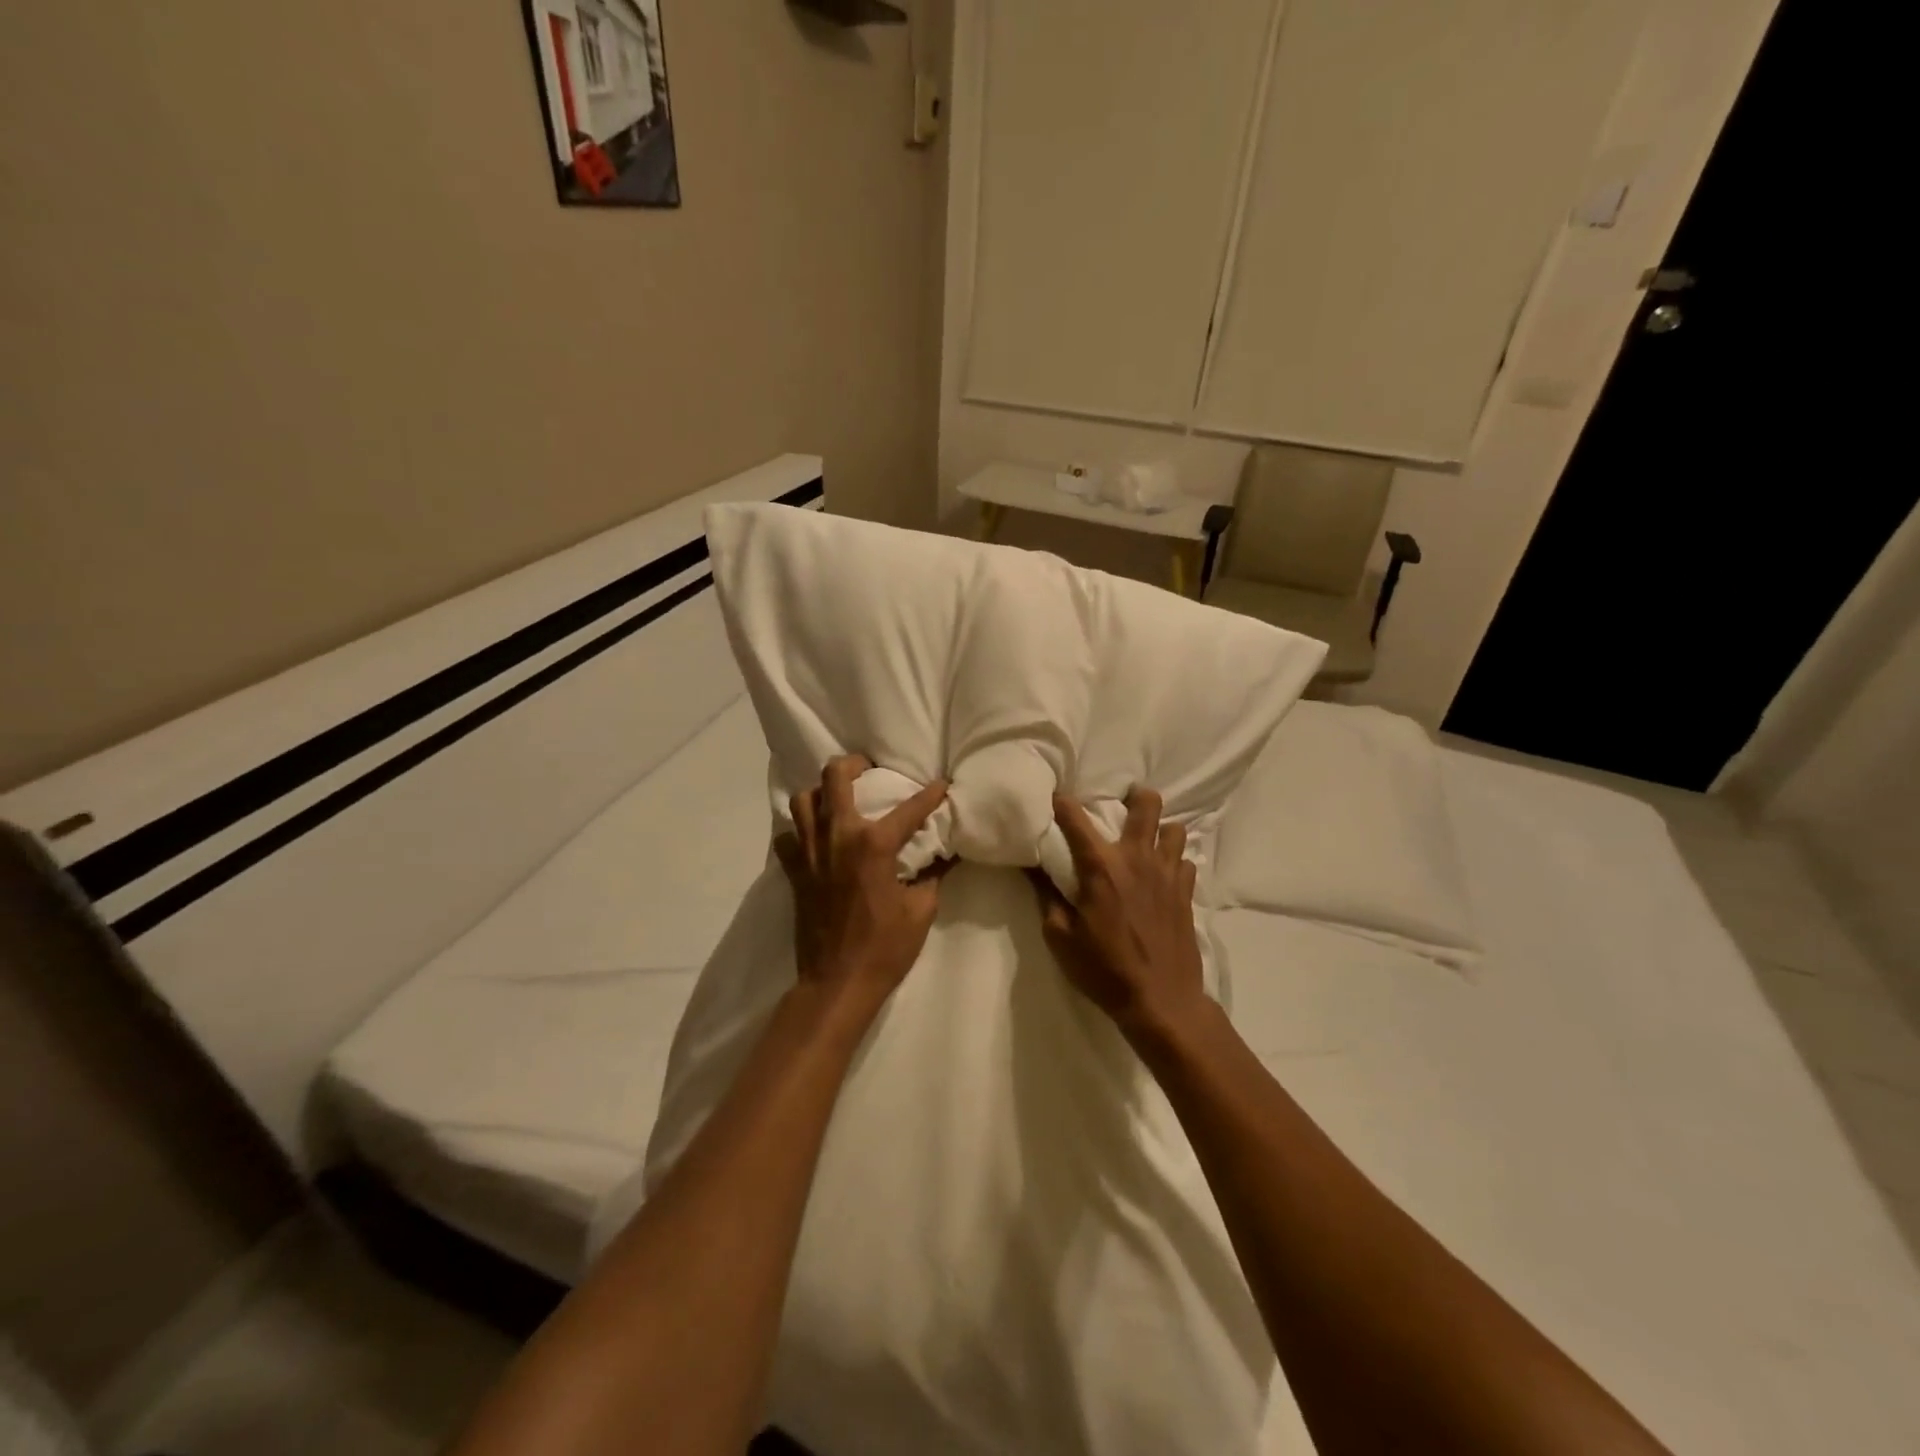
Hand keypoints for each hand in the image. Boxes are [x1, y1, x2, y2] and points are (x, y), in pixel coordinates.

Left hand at [774, 755, 950, 1019]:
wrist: (838, 982)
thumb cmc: (886, 947)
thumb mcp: (922, 910)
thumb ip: (934, 876)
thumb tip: (948, 856)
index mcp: (874, 844)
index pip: (909, 809)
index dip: (930, 794)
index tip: (941, 785)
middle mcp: (838, 837)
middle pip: (834, 778)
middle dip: (852, 764)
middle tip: (867, 768)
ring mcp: (810, 853)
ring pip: (802, 801)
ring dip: (820, 792)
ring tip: (836, 798)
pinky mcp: (794, 872)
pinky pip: (787, 837)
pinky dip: (799, 831)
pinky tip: (814, 837)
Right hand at [1031, 787, 1206, 1046]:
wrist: (1161, 1001)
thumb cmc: (1103, 969)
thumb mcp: (1060, 937)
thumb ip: (1047, 897)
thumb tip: (1033, 869)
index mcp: (1100, 867)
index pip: (1076, 819)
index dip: (1063, 802)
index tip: (1056, 795)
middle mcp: (1136, 859)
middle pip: (1147, 805)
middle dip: (1136, 797)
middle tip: (1124, 804)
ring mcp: (1167, 873)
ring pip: (1174, 829)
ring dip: (1159, 831)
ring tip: (1147, 843)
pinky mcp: (1186, 892)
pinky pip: (1186, 861)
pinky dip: (1174, 861)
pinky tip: (1163, 876)